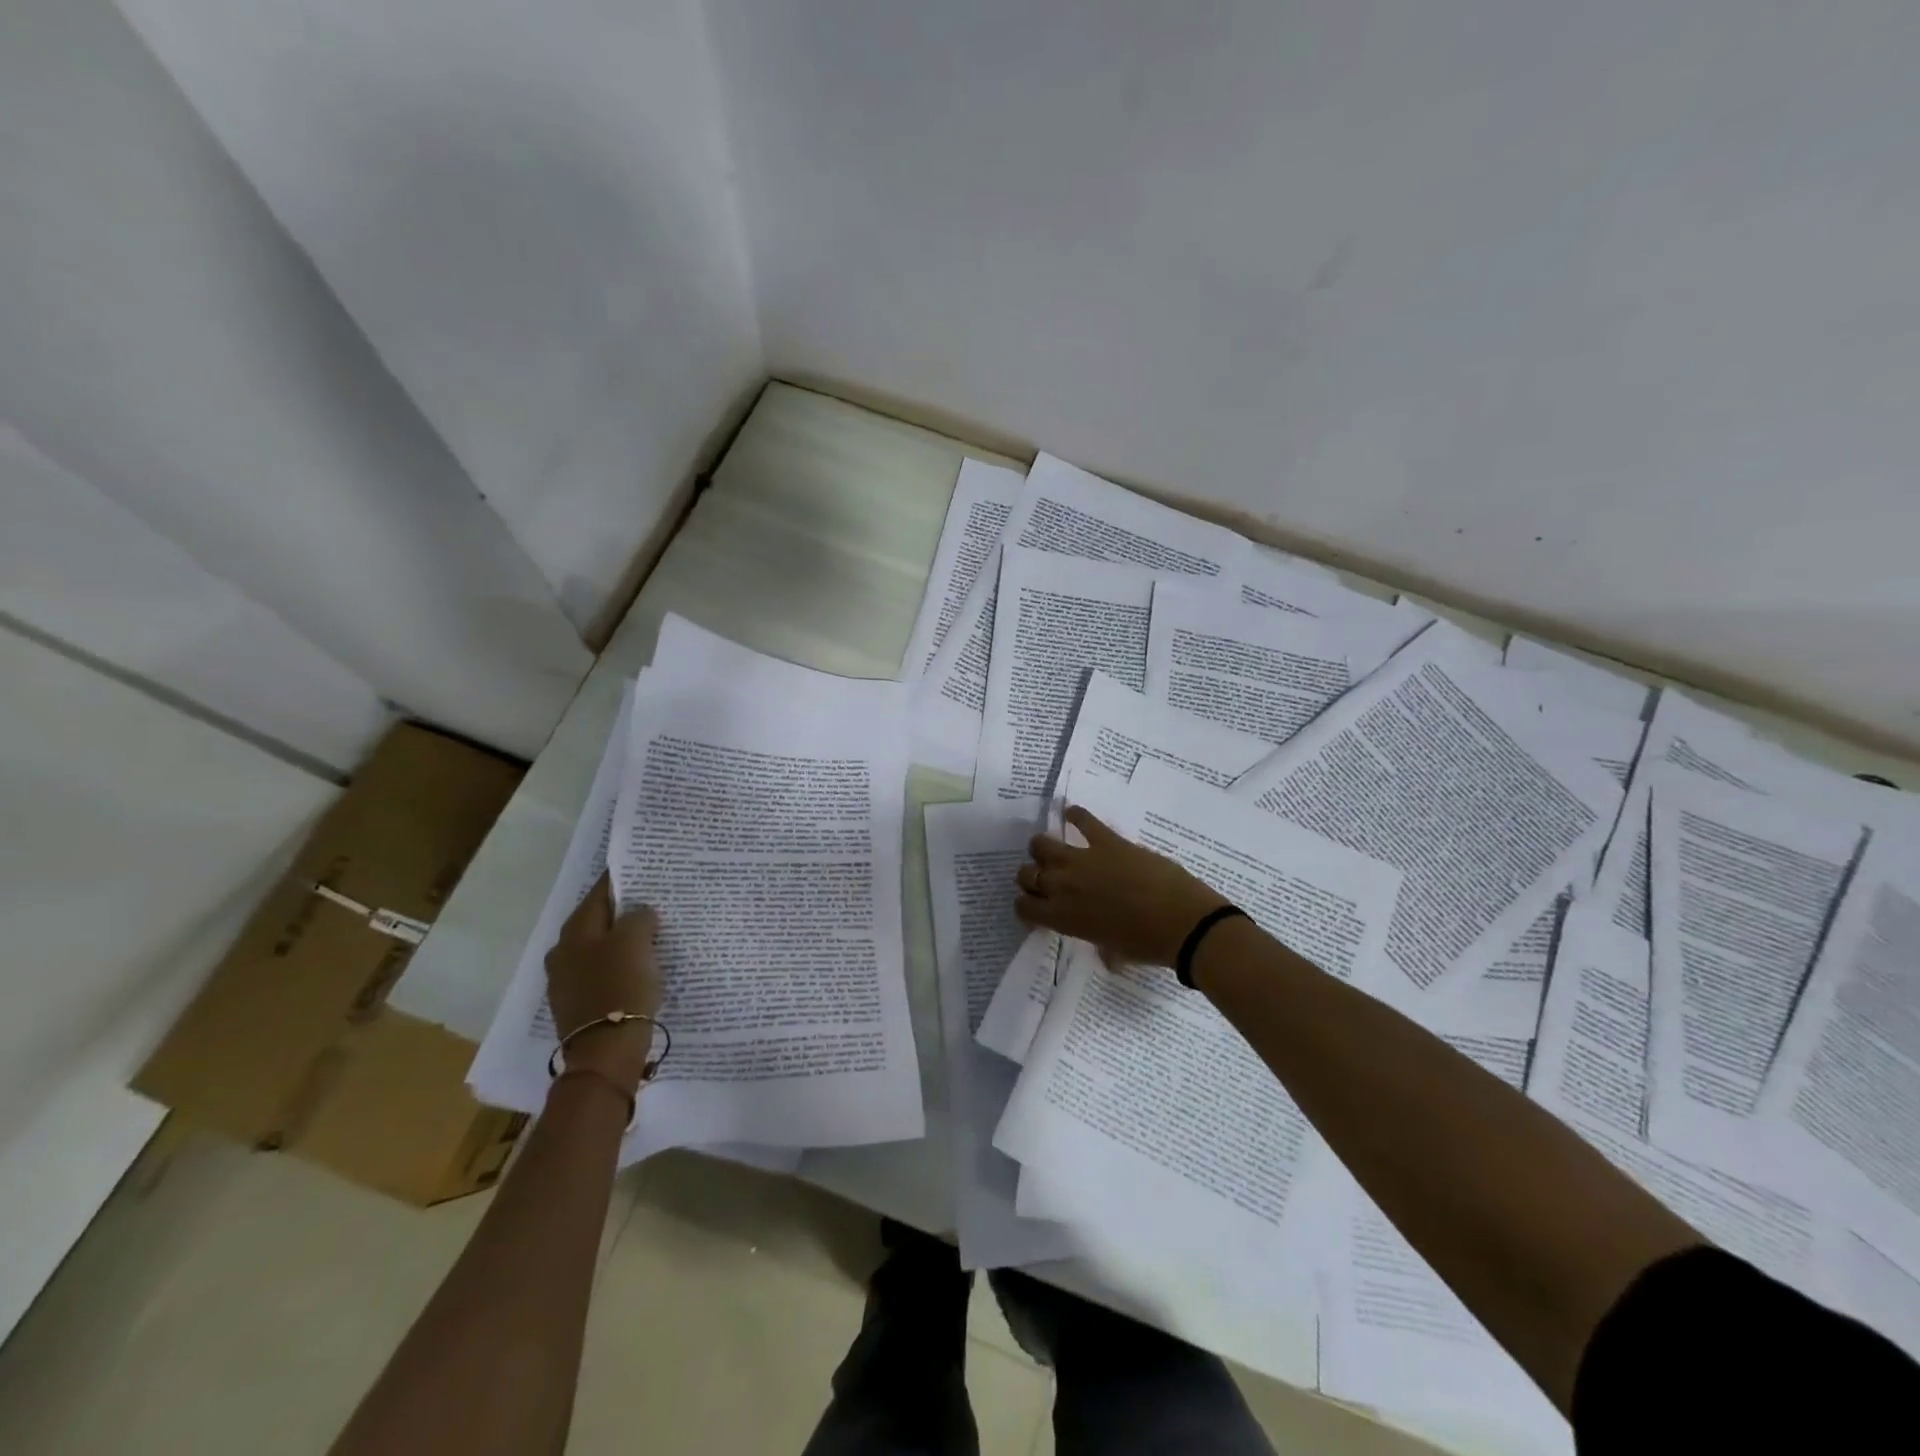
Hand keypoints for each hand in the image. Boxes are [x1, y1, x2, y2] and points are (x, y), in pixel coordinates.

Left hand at [545, 872, 664, 1093]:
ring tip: (653, 935)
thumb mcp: (636, 941)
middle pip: (598, 920)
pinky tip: (641, 968)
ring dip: (623, 940)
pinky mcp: (580, 1003)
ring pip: (600, 947)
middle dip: (624, 911)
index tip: (645, 870)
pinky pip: (603, 972)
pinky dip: (621, 965)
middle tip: (655, 903)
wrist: (606, 1051)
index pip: (600, 892)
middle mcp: (564, 951)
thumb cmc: (620, 987)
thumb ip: (639, 917)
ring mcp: (568, 980)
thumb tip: (639, 913)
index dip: (622, 879)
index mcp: (575, 931)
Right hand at [1015, 806, 1229, 966]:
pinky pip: (1084, 820)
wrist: (1183, 923)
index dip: (1027, 906)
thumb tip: (1104, 949)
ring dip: (1044, 848)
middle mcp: (1063, 886)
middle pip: (1026, 873)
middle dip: (1032, 876)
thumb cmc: (1148, 945)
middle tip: (1047, 881)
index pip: (1023, 907)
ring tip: (1055, 851)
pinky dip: (1076, 815)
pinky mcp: (1107, 840)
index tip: (1038, 907)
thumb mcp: (1114, 951)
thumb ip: (1099, 944)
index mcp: (1063, 917)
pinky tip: (1072, 814)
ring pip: (1042, 843)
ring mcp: (1083, 859)